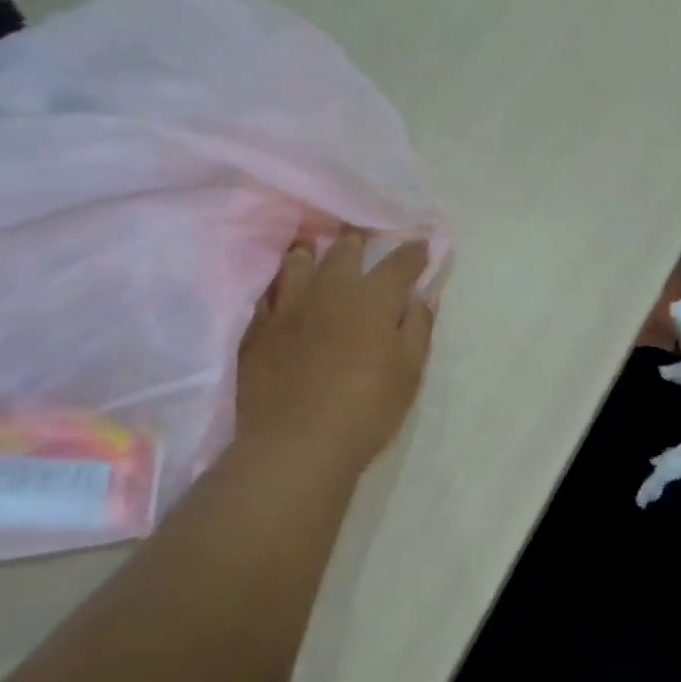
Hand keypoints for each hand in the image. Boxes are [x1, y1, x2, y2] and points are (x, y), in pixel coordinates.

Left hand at [234, 230, 435, 476]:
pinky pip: (266, 292)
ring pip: (297, 261)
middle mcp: (329, 289)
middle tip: (362, 236)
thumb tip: (422, 296)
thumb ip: (417, 328)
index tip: (421, 245)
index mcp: (372, 298)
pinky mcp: (258, 328)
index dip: (413, 251)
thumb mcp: (409, 373)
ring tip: (313, 249)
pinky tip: (279, 288)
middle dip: (358, 239)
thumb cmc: (366, 410)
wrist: (296, 445)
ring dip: (310, 251)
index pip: (399, 262)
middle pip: (344, 249)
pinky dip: (277, 284)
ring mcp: (288, 306)